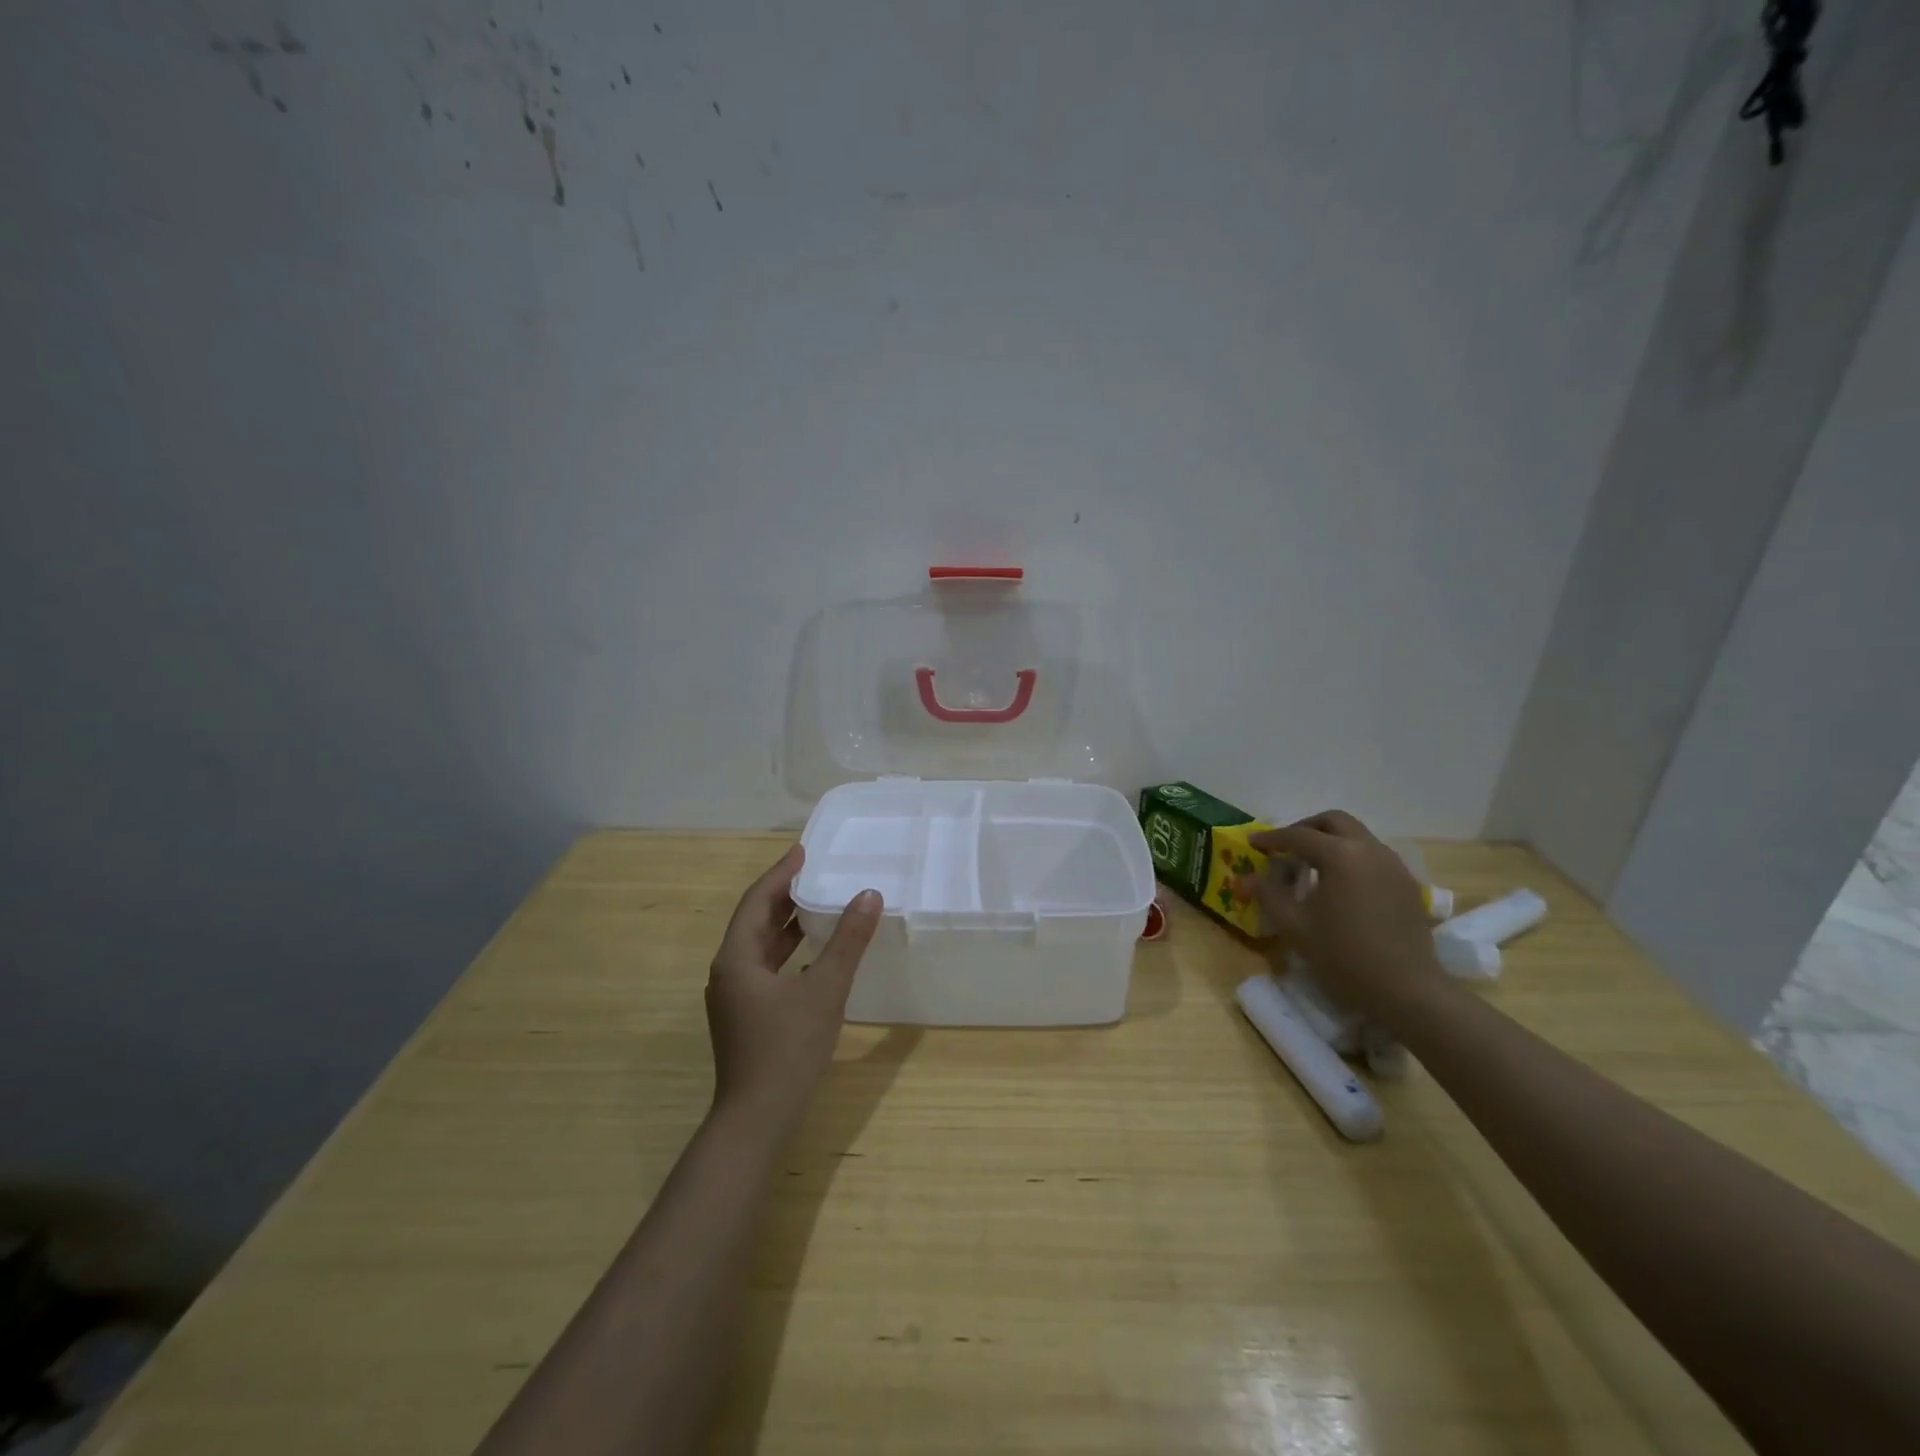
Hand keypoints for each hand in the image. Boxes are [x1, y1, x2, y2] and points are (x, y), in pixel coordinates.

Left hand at [705, 844, 881, 1129]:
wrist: (757, 1120)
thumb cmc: (787, 1049)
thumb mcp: (825, 990)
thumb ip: (848, 941)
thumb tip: (869, 895)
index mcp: (737, 959)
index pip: (757, 901)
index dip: (780, 874)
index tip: (802, 851)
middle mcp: (729, 973)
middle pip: (755, 922)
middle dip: (783, 896)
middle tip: (814, 873)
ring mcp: (735, 998)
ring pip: (760, 948)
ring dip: (787, 925)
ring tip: (818, 904)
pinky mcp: (746, 1017)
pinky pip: (766, 968)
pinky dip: (788, 953)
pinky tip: (813, 954)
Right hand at [1243, 811, 1446, 1024]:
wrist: (1408, 991)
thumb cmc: (1344, 956)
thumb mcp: (1295, 926)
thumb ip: (1268, 895)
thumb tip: (1245, 878)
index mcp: (1341, 855)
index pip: (1298, 836)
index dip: (1271, 838)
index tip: (1252, 843)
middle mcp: (1370, 850)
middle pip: (1334, 821)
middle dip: (1306, 828)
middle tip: (1285, 848)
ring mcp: (1393, 865)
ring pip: (1357, 836)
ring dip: (1330, 841)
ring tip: (1310, 866)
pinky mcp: (1406, 884)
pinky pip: (1372, 856)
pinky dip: (1350, 857)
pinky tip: (1339, 885)